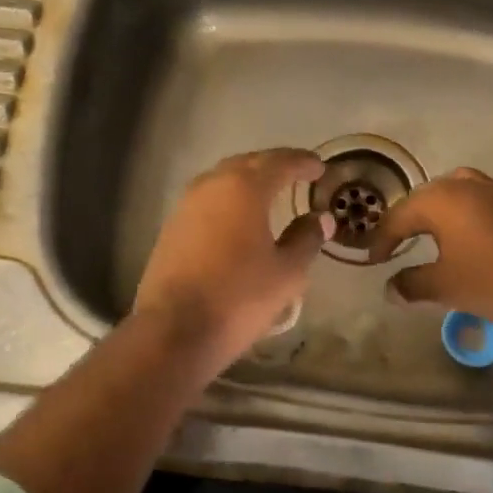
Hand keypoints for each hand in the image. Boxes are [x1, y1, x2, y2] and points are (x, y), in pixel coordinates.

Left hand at [133, 149, 331, 373]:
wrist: (173, 330)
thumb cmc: (239, 297)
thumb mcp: (286, 272)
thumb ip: (306, 239)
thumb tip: (320, 218)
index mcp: (245, 188)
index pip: (280, 162)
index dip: (303, 162)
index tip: (320, 168)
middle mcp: (212, 185)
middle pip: (248, 163)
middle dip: (274, 165)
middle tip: (297, 174)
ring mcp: (187, 204)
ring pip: (223, 179)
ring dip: (248, 180)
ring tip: (270, 193)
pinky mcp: (172, 226)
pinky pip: (208, 199)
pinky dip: (229, 199)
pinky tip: (239, 217)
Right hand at [367, 168, 492, 331]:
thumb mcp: (444, 288)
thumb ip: (411, 284)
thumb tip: (390, 288)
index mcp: (440, 201)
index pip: (398, 216)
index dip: (382, 239)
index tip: (374, 260)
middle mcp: (467, 186)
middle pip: (426, 197)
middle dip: (408, 219)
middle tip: (396, 243)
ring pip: (460, 186)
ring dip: (443, 204)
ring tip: (435, 225)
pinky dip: (483, 200)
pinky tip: (483, 214)